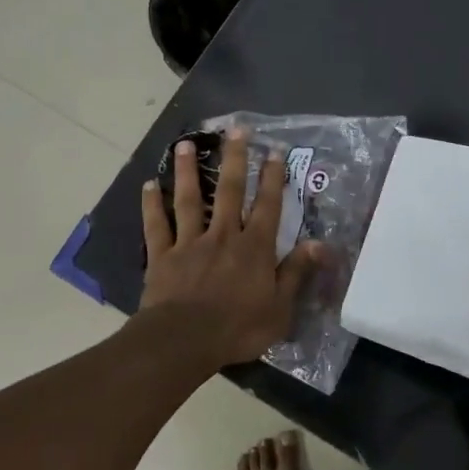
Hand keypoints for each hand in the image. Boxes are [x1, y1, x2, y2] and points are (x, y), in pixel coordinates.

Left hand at [138, 131, 321, 367]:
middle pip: (229, 191)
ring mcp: (189, 243)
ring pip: (189, 200)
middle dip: (234, 158)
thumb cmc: (238, 328)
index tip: (274, 151)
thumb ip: (297, 272)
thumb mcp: (280, 308)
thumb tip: (320, 243)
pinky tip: (148, 185)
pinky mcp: (162, 256)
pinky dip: (151, 205)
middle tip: (235, 129)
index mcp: (254, 248)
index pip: (267, 206)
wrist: (184, 340)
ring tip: (186, 144)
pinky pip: (156, 226)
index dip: (272, 178)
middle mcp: (222, 236)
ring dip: (188, 171)